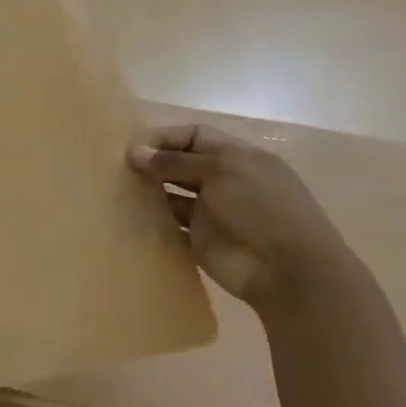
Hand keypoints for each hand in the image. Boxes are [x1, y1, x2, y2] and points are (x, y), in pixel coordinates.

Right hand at [127, 124, 353, 309]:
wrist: (287, 271)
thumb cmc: (261, 208)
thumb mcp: (221, 171)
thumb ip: (175, 161)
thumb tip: (133, 152)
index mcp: (238, 158)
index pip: (195, 136)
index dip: (165, 137)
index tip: (133, 148)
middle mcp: (224, 181)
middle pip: (181, 163)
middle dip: (152, 163)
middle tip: (118, 169)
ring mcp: (212, 211)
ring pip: (172, 194)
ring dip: (149, 191)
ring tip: (118, 190)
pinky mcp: (201, 239)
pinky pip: (170, 225)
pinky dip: (152, 220)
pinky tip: (130, 216)